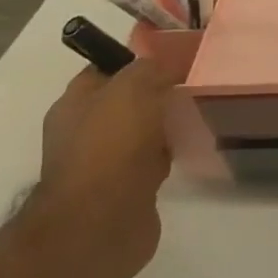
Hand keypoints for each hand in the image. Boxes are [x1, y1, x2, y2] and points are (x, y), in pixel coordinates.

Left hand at [30, 55, 183, 277]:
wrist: (102, 223)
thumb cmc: (110, 147)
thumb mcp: (131, 89)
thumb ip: (150, 68)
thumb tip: (168, 65)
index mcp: (75, 103)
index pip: (107, 67)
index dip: (138, 58)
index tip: (177, 55)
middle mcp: (86, 130)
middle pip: (128, 99)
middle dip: (159, 91)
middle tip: (197, 82)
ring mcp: (107, 162)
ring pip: (144, 130)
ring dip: (168, 124)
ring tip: (202, 111)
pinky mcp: (129, 188)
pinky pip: (155, 160)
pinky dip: (172, 153)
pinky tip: (193, 147)